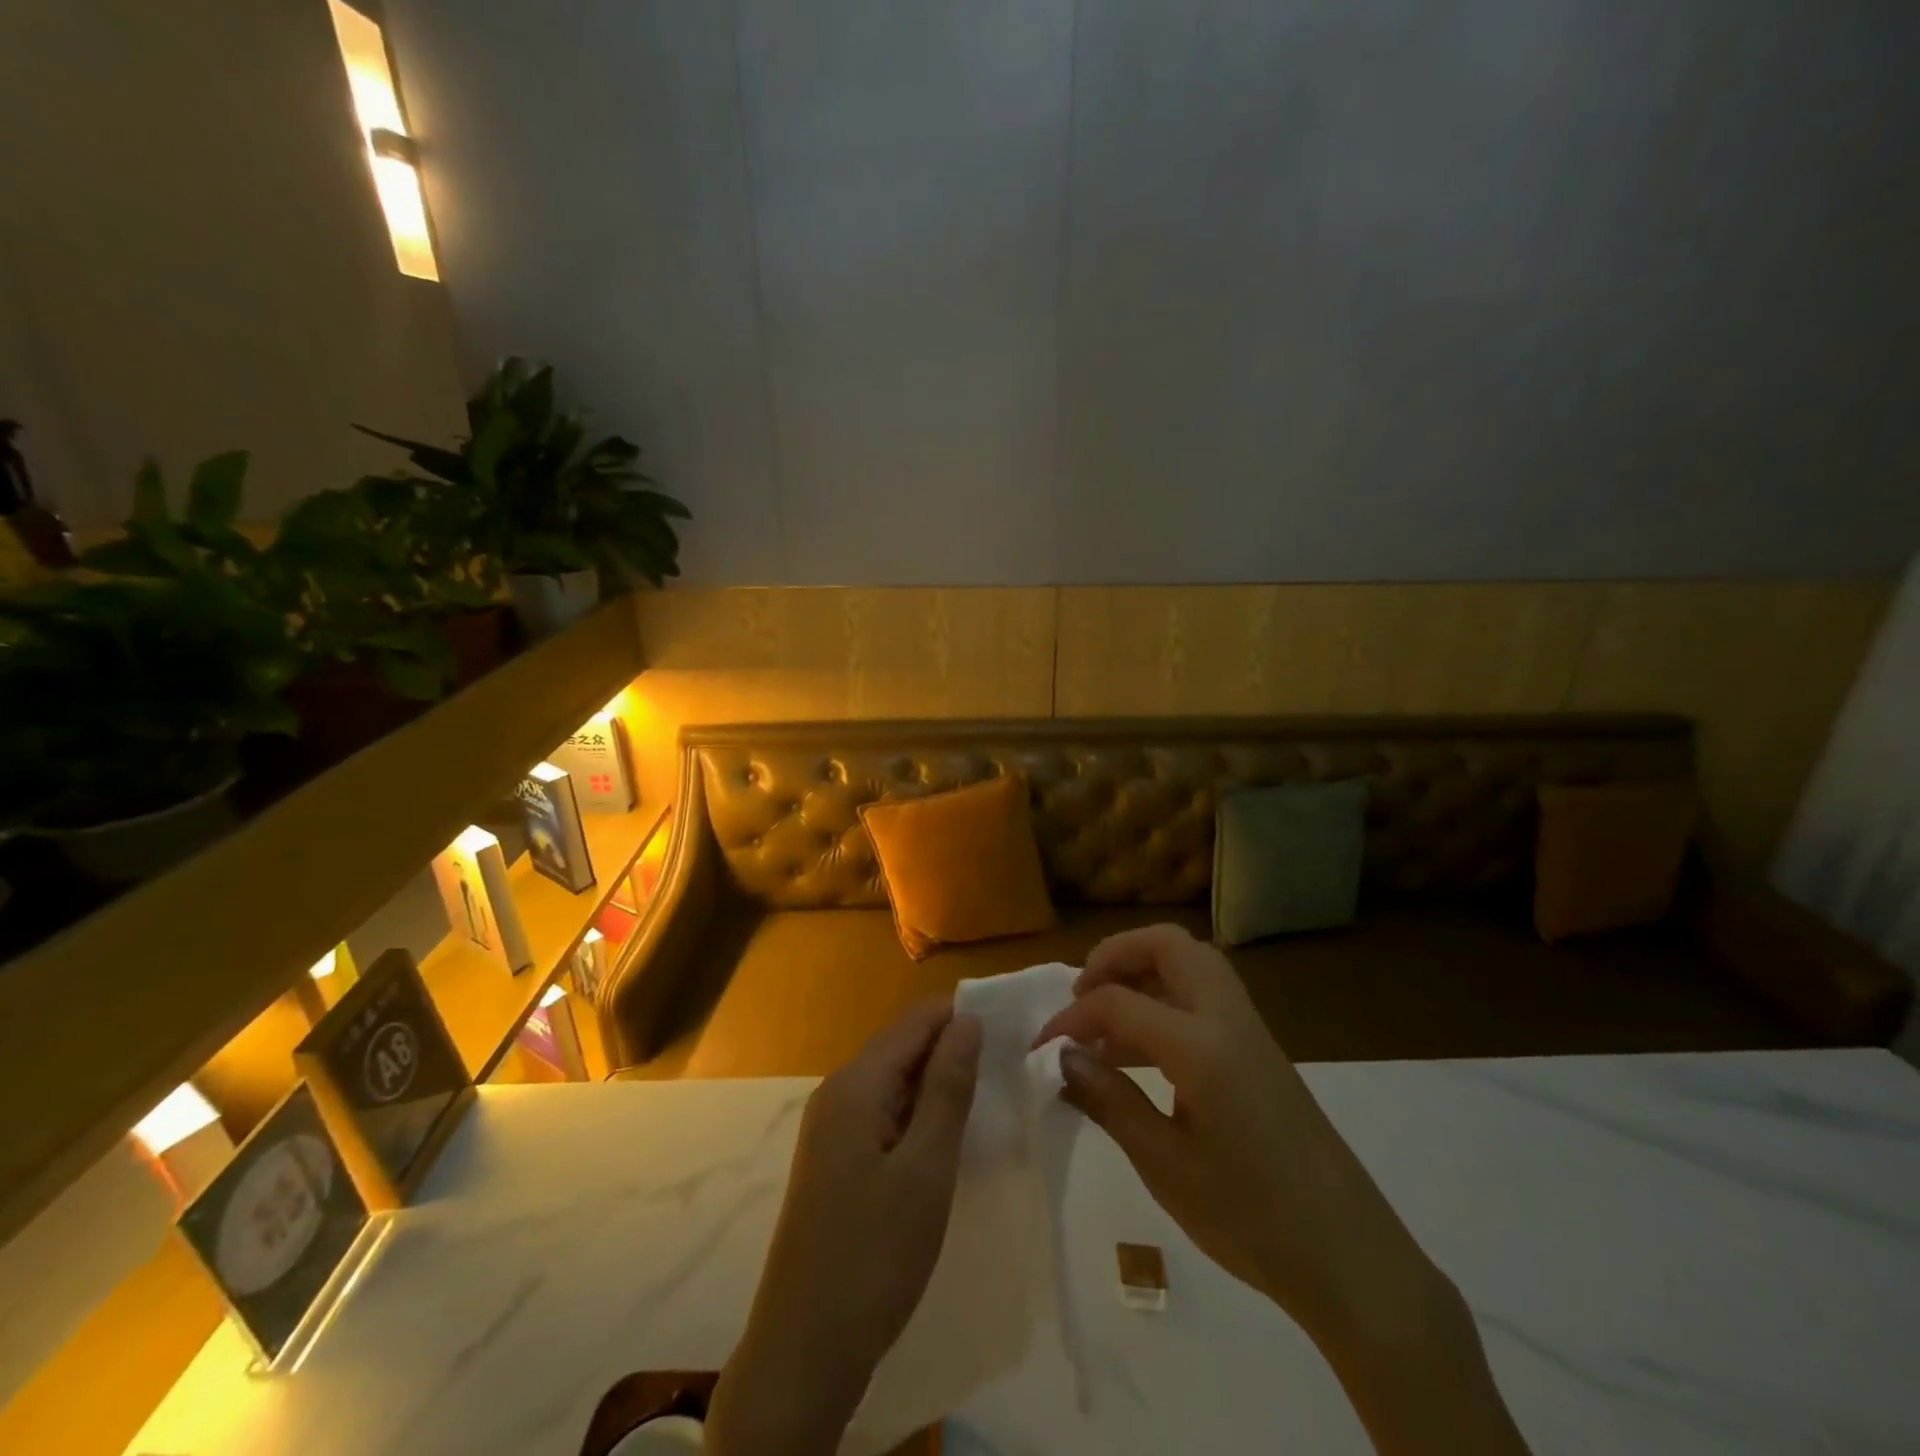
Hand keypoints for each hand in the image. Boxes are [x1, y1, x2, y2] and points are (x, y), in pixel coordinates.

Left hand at [707, 999, 982, 1454]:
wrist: (804, 1350)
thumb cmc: (874, 1254)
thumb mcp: (926, 1168)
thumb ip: (948, 1087)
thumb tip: (968, 1020)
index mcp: (856, 1083)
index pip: (916, 1020)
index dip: (962, 1016)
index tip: (1011, 1030)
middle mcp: (838, 1090)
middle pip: (903, 1045)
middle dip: (953, 1048)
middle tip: (1009, 1069)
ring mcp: (832, 1125)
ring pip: (895, 1079)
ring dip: (938, 1082)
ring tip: (990, 1096)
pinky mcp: (835, 1157)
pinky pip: (883, 1111)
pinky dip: (918, 1111)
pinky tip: (948, 1134)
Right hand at [1033, 924, 1437, 1347]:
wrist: (1351, 1259)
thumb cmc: (1252, 1219)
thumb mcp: (1167, 1167)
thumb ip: (1110, 1102)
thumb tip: (1062, 1058)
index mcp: (1201, 1045)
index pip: (1118, 1001)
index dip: (1072, 1018)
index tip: (1042, 1048)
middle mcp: (1227, 1018)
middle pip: (1167, 944)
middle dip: (1116, 956)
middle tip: (1082, 996)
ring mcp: (1250, 1030)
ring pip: (1192, 962)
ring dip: (1144, 971)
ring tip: (1106, 1021)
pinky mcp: (1260, 1049)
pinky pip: (1206, 994)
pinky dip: (1167, 998)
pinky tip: (1144, 1052)